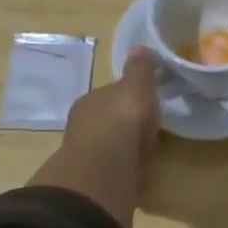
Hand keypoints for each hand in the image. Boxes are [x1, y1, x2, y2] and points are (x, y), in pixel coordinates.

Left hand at [27, 48, 161, 227]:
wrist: (107, 168)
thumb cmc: (122, 119)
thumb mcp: (137, 86)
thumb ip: (140, 69)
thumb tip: (139, 47)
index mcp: (89, 101)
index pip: (108, 95)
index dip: (125, 96)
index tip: (142, 101)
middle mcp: (82, 126)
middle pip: (106, 120)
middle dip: (121, 123)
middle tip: (145, 126)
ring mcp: (87, 155)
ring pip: (108, 146)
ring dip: (122, 148)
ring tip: (144, 150)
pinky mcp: (95, 180)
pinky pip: (114, 168)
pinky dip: (124, 169)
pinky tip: (137, 172)